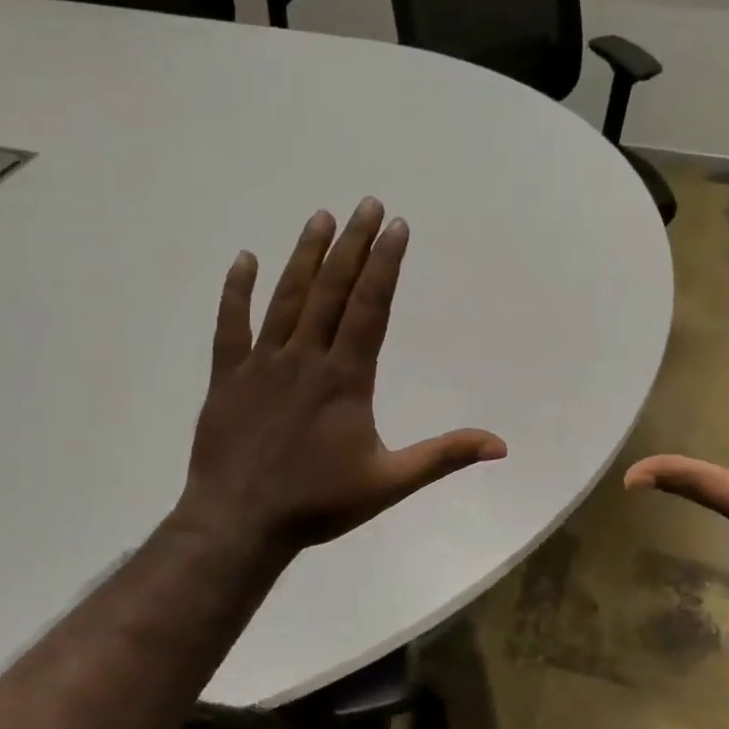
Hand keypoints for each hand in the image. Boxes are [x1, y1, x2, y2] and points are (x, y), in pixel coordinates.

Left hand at [171, 198, 506, 556]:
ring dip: (305, 256)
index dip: (385, 264)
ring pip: (287, 298)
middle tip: (367, 203)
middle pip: (332, 290)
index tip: (396, 226)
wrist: (238, 524)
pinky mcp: (227, 377)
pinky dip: (236, 292)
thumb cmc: (318, 504)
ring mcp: (262, 364)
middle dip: (353, 245)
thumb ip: (444, 457)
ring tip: (321, 217)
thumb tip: (501, 445)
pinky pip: (231, 326)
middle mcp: (305, 358)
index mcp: (345, 378)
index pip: (370, 308)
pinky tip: (244, 259)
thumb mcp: (390, 482)